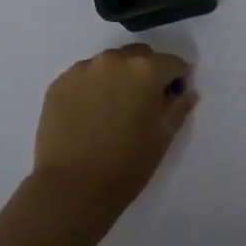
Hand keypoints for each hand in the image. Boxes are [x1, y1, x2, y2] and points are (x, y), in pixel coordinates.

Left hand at [30, 44, 198, 235]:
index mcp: (145, 70)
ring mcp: (82, 70)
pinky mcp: (59, 84)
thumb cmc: (127, 164)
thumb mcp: (163, 137)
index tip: (174, 98)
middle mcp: (114, 60)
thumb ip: (178, 107)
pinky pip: (84, 77)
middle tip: (144, 103)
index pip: (172, 63)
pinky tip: (90, 114)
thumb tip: (186, 91)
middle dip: (147, 73)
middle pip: (139, 57)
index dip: (177, 80)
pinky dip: (93, 88)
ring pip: (110, 64)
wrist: (71, 188)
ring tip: (113, 109)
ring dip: (118, 78)